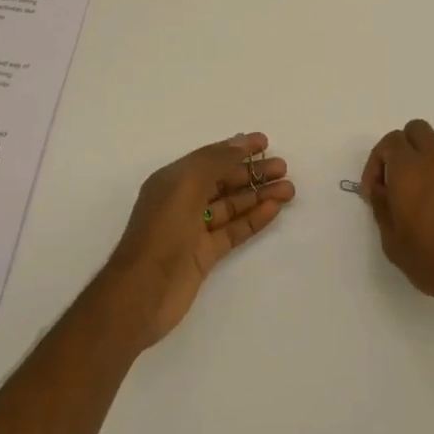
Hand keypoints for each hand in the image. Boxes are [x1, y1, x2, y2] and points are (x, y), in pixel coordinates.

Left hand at [105, 133, 294, 346]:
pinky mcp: (205, 254)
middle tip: (283, 168)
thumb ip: (215, 161)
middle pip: (224, 181)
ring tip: (289, 189)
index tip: (266, 142)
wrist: (144, 292)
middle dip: (253, 173)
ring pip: (232, 206)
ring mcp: (195, 229)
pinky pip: (234, 230)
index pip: (210, 158)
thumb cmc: (162, 232)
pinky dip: (254, 218)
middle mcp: (183, 201)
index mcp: (173, 181)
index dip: (237, 149)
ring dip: (259, 195)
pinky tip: (274, 209)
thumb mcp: (186, 186)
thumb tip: (240, 141)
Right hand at [360, 120, 433, 338]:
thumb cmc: (433, 259)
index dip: (376, 163)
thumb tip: (379, 190)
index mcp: (409, 169)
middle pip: (415, 131)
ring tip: (416, 185)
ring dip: (423, 153)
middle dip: (400, 149)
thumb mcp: (393, 241)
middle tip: (393, 181)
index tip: (373, 193)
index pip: (390, 142)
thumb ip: (382, 208)